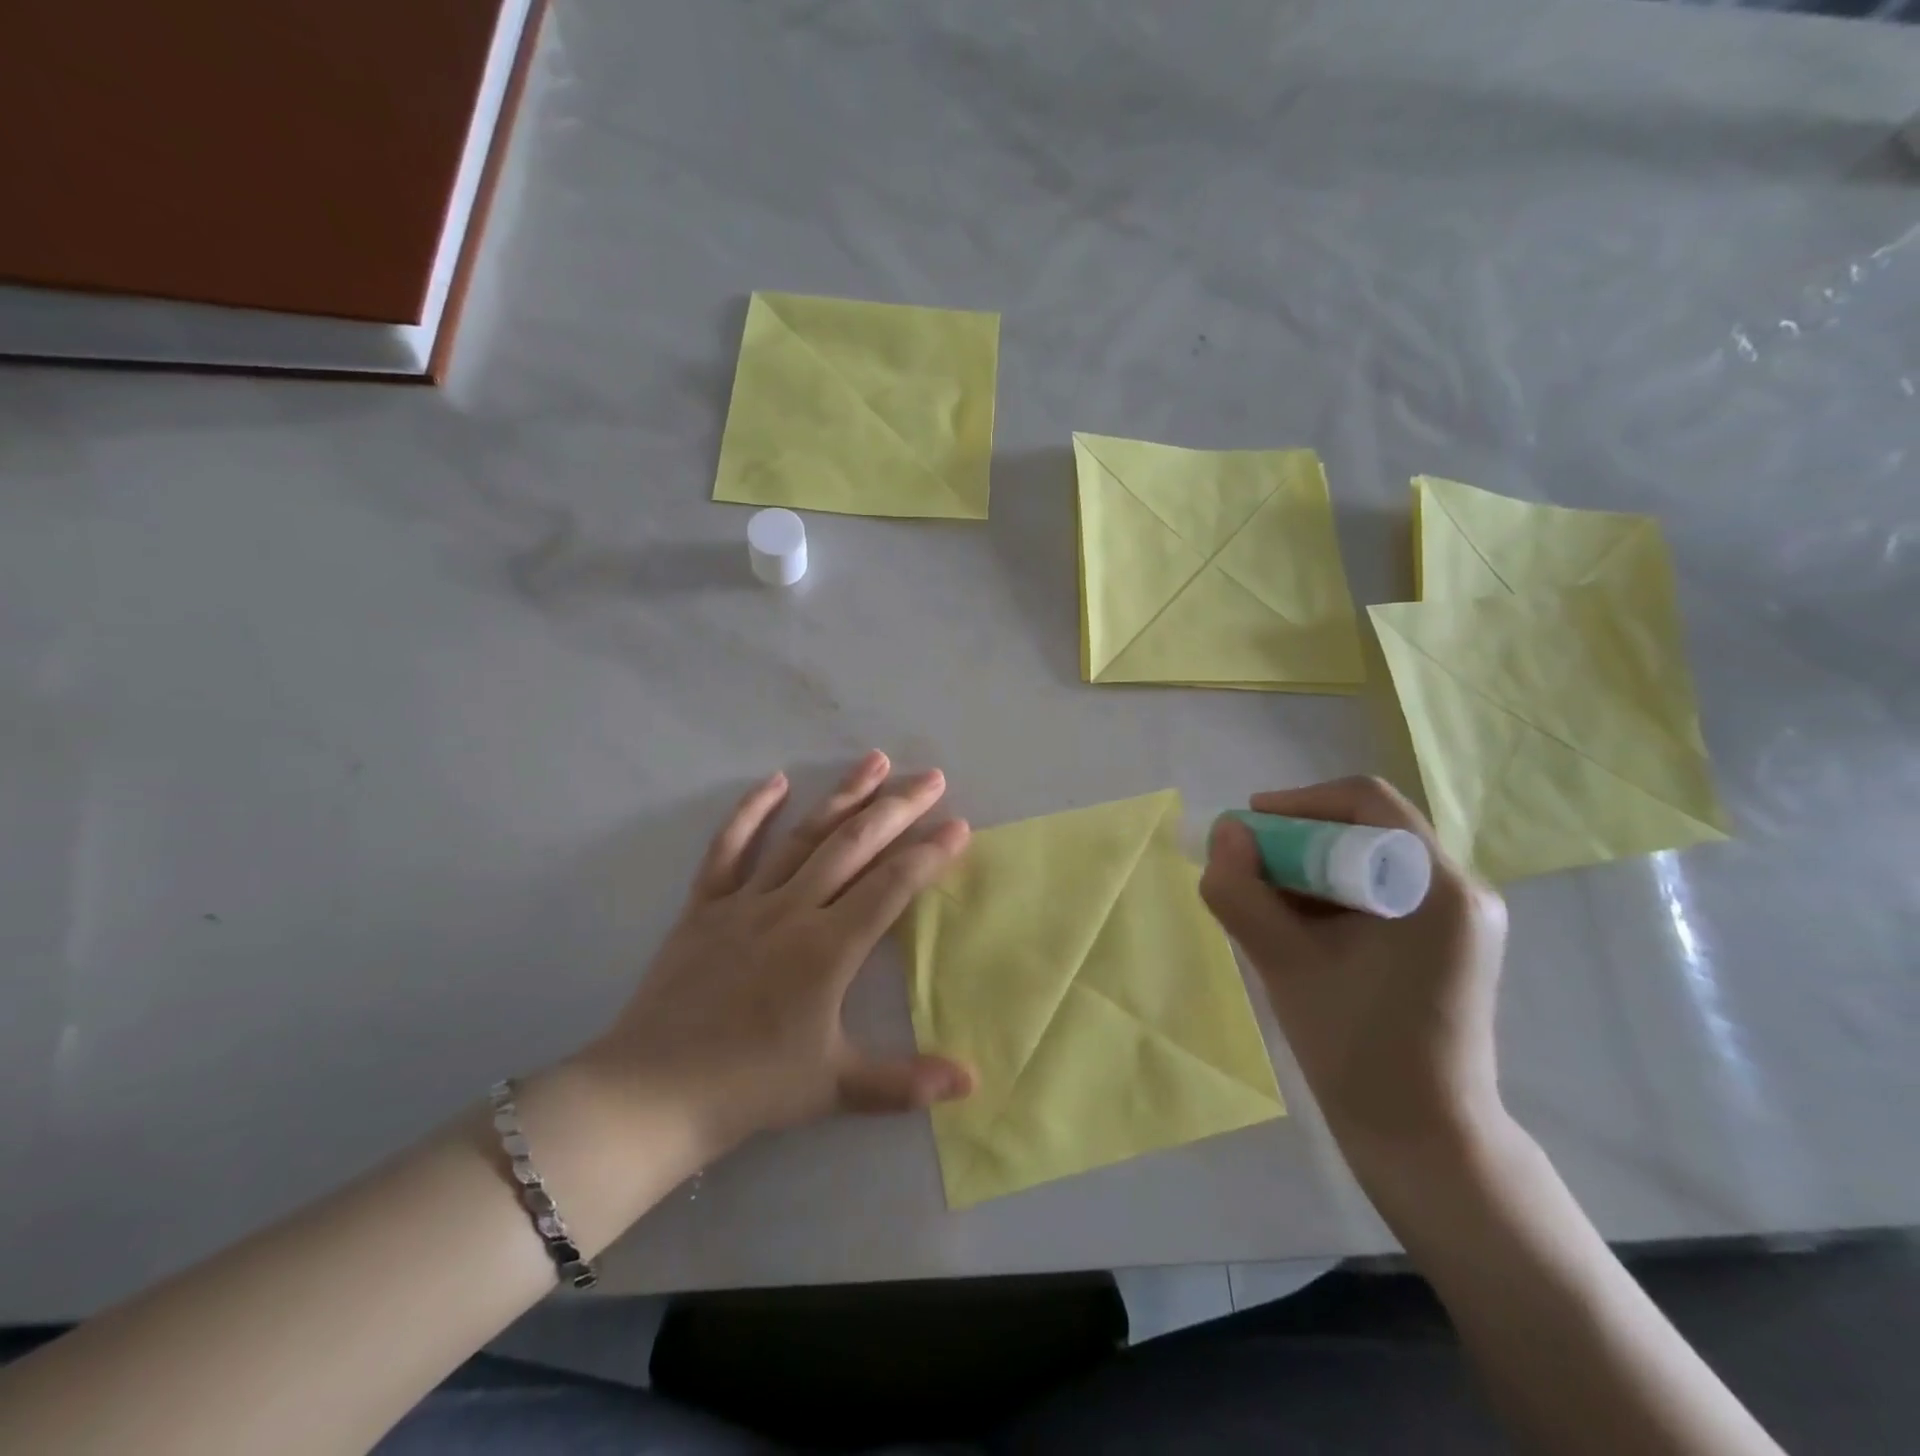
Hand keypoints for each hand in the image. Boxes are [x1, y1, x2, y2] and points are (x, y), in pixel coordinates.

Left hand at [576, 753, 974, 1161]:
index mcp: (827, 948)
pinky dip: (751, 812)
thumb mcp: (834, 1088)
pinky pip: (729, 849)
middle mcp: (792, 910)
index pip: (891, 886)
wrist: (651, 1092)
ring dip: (842, 796)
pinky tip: (775, 782)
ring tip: (874, 761)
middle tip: (931, 778)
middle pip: (854, 845)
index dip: (929, 854)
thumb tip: (971, 1085)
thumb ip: (904, 1082)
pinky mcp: (705, 905)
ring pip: (803, 836)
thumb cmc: (749, 1087)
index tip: (959, 825)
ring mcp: (745, 901)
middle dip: (897, 808)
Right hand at [1199, 777, 1508, 1176]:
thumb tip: (1226, 832)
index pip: (1365, 800)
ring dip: (1314, 869)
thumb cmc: (1355, 1049)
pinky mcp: (1451, 942)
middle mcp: (1462, 889)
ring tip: (1270, 906)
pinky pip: (1385, 890)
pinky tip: (1304, 931)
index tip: (1247, 832)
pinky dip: (1336, 894)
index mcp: (1436, 887)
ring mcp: (1463, 918)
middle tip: (1250, 871)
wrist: (1423, 1139)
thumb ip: (1240, 890)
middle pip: (1369, 827)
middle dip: (1299, 840)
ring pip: (1373, 859)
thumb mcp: (1281, 962)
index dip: (1297, 803)